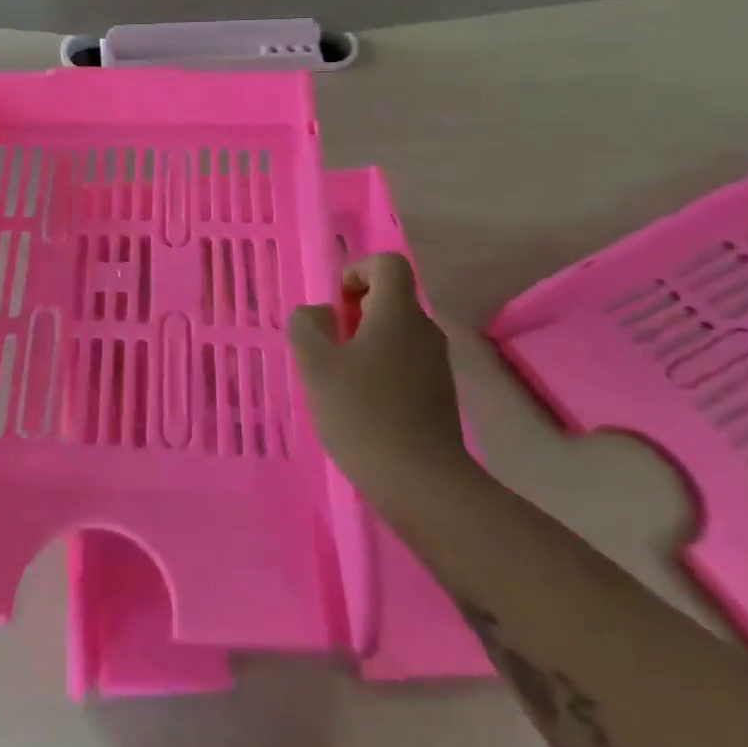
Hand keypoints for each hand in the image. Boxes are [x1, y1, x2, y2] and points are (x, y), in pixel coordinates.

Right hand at [289, 253, 470, 504]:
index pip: (387, 264)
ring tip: (341, 380)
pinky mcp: (439, 394)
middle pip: (391, 299)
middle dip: (355, 313)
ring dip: (365, 344)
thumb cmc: (362, 413)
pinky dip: (381, 369)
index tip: (336, 306)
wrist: (420, 482)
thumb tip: (318, 313)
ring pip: (396, 333)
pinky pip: (405, 362)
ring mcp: (436, 364)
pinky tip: (362, 405)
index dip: (357, 271)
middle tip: (329, 347)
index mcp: (398, 313)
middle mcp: (424, 330)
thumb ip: (307, 327)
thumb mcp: (316, 365)